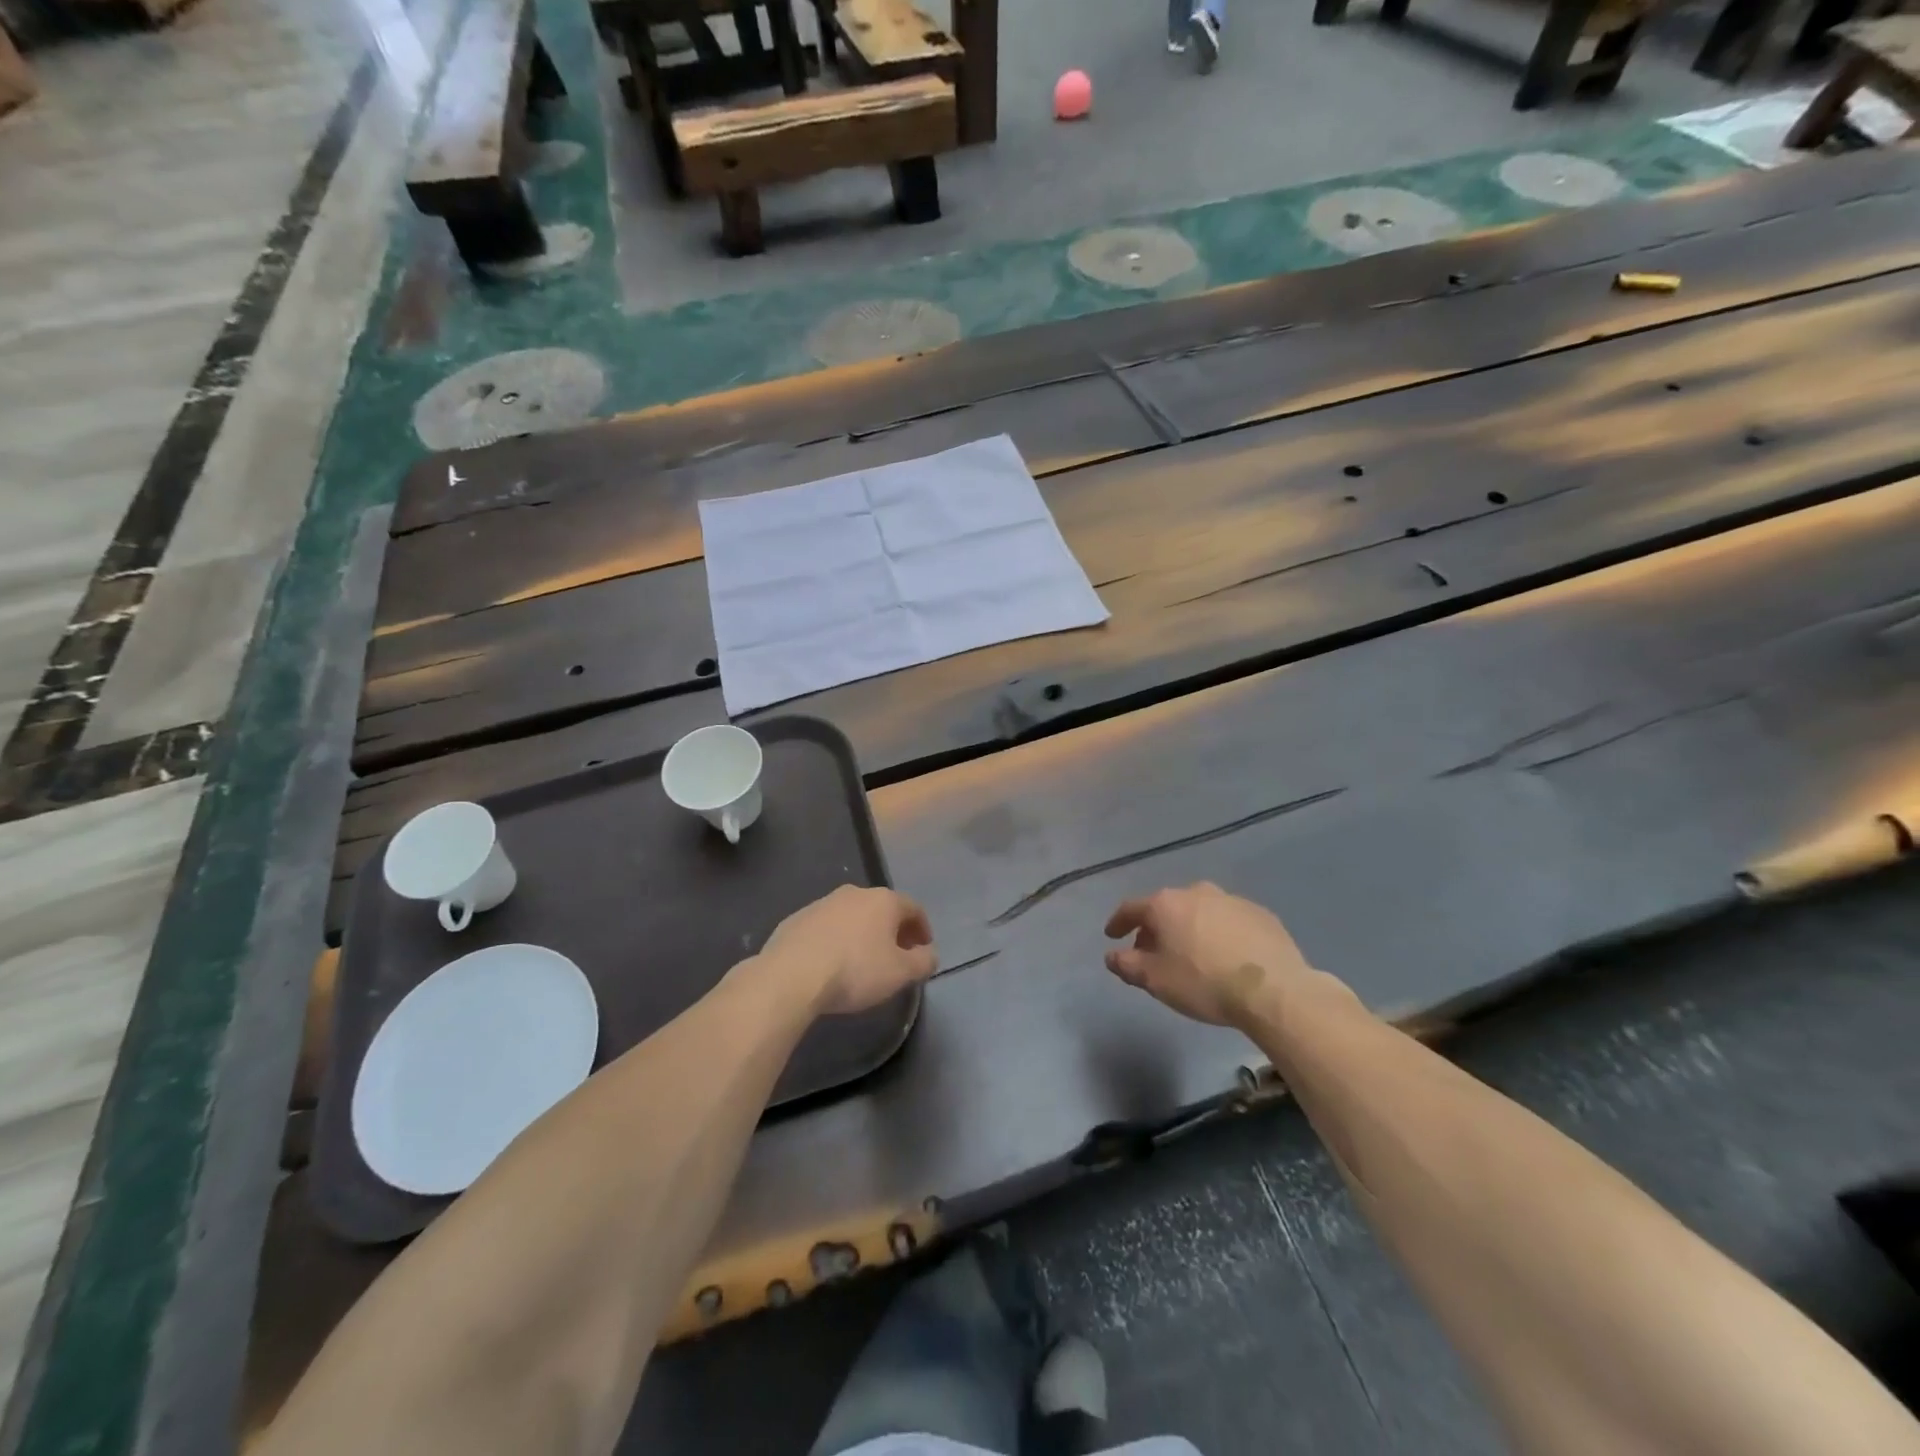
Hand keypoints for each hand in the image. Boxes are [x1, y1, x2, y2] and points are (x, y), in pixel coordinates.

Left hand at [761, 885, 938, 1015]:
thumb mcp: (900, 973)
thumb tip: (930, 954)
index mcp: (884, 900)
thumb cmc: (855, 970)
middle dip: (893, 931)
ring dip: (863, 934)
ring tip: (862, 962)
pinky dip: (835, 940)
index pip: (914, 908)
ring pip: (852, 916)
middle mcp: (854, 893)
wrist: (792, 975)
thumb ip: (923, 962)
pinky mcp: (796, 918)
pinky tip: (831, 963)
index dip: (923, 929)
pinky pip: (826, 927)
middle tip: (896, 956)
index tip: (923, 950)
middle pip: (882, 909)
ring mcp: (822, 903)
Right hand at [1104, 882, 1317, 1026]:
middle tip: (1153, 952)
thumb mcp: (1155, 980)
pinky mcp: (1261, 914)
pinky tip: (1225, 956)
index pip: (1131, 908)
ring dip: (1190, 928)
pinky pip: (1229, 921)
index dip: (1118, 922)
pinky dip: (1220, 933)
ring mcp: (1231, 900)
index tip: (1112, 935)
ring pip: (1199, 911)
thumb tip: (1112, 955)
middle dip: (1156, 928)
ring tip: (1191, 954)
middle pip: (1166, 908)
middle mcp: (1196, 892)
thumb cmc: (1203, 982)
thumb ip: (1127, 964)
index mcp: (1165, 904)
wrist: (1273, 989)